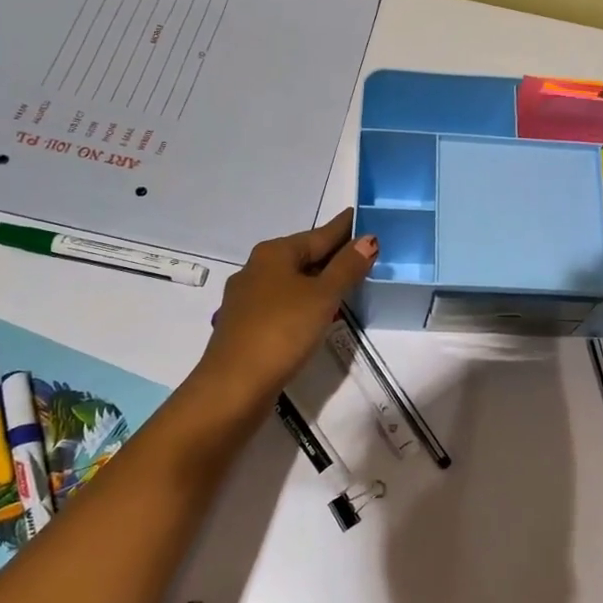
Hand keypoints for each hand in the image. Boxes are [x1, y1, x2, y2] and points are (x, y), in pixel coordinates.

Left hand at [197, 209, 377, 404]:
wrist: (234, 386)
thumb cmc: (282, 331)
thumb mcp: (322, 296)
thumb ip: (346, 267)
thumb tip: (368, 238)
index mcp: (274, 253)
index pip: (320, 234)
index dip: (343, 228)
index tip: (361, 216)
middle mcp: (257, 269)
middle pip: (304, 256)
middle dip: (332, 254)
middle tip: (363, 251)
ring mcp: (248, 299)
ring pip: (292, 280)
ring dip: (318, 279)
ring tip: (347, 281)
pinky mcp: (247, 326)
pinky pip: (284, 303)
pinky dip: (305, 301)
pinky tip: (317, 312)